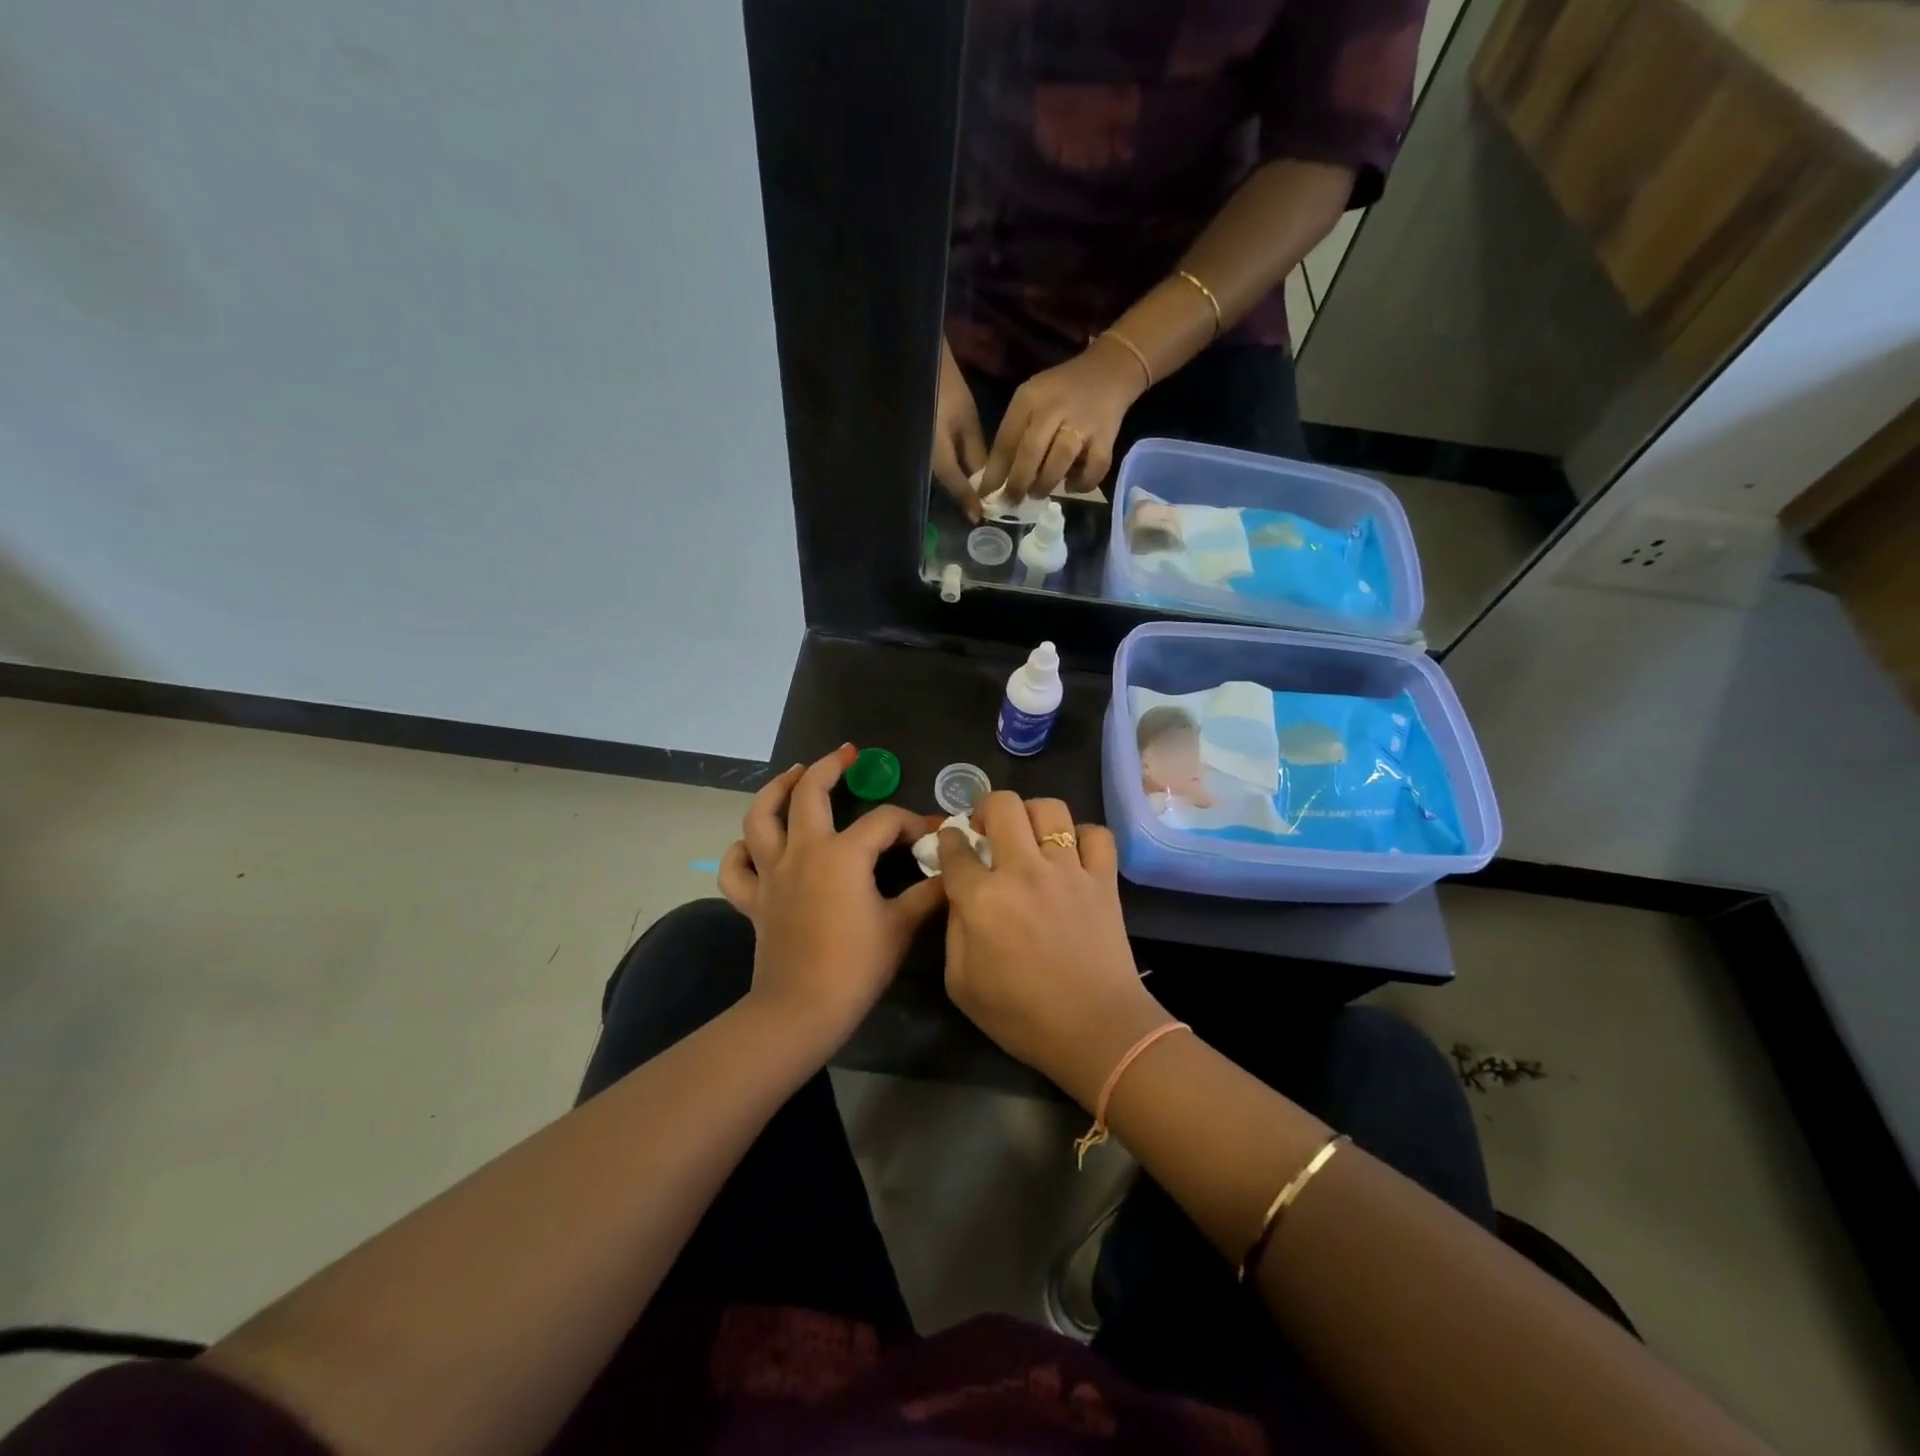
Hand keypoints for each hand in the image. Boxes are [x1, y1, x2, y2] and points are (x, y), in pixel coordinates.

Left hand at [720, 746, 945, 1048]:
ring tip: (793, 774)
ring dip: (775, 789)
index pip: (884, 821)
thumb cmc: (856, 967)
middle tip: (847, 755)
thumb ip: (928, 894)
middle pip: (809, 793)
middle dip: (829, 767)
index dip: (912, 822)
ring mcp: (772, 874)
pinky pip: (736, 868)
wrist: (801, 1011)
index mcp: (843, 854)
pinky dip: (741, 851)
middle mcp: (803, 851)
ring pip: (760, 817)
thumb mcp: (901, 927)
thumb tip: (952, 874)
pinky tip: (752, 843)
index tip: (931, 834)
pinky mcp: (754, 900)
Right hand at [932, 337, 987, 522]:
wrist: (914, 364)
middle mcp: (924, 459)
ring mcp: (917, 454)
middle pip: (946, 484)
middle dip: (963, 496)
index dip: (968, 501)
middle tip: (980, 508)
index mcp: (937, 453)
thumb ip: (975, 451)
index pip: (955, 485)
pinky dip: (949, 471)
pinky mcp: (916, 447)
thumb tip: (987, 479)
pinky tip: (961, 472)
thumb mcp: (966, 419)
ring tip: (975, 492)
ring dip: (956, 485)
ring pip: (940, 476)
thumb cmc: (945, 388)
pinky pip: (934, 464)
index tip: (978, 518)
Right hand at [939, 793, 1167, 1107]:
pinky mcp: (1104, 878)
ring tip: (1028, 836)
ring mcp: (1068, 870)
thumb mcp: (962, 984)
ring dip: (1031, 814)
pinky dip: (1082, 836)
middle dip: (985, 808)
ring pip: (1049, 808)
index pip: (956, 846)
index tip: (952, 845)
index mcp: (982, 899)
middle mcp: (1023, 871)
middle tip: (986, 830)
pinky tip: (1072, 855)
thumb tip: (960, 894)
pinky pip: (1096, 833)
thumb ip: (953, 930)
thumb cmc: (1022, 1016)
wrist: (1097, 1031)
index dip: (948, 840)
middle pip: (1002, 805)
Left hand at [980, 337, 1145, 504]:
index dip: (995, 472)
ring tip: (1038, 493)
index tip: (986, 495)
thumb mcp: (1031, 400)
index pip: (1006, 440)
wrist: (1109, 369)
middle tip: (1012, 501)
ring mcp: (1082, 423)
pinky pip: (1094, 468)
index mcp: (1029, 399)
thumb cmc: (1061, 391)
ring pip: (1059, 462)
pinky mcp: (1106, 436)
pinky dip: (1082, 483)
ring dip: (1045, 484)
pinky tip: (1072, 487)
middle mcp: (1054, 409)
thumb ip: (1015, 433)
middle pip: (1030, 452)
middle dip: (1018, 483)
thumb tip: (998, 477)